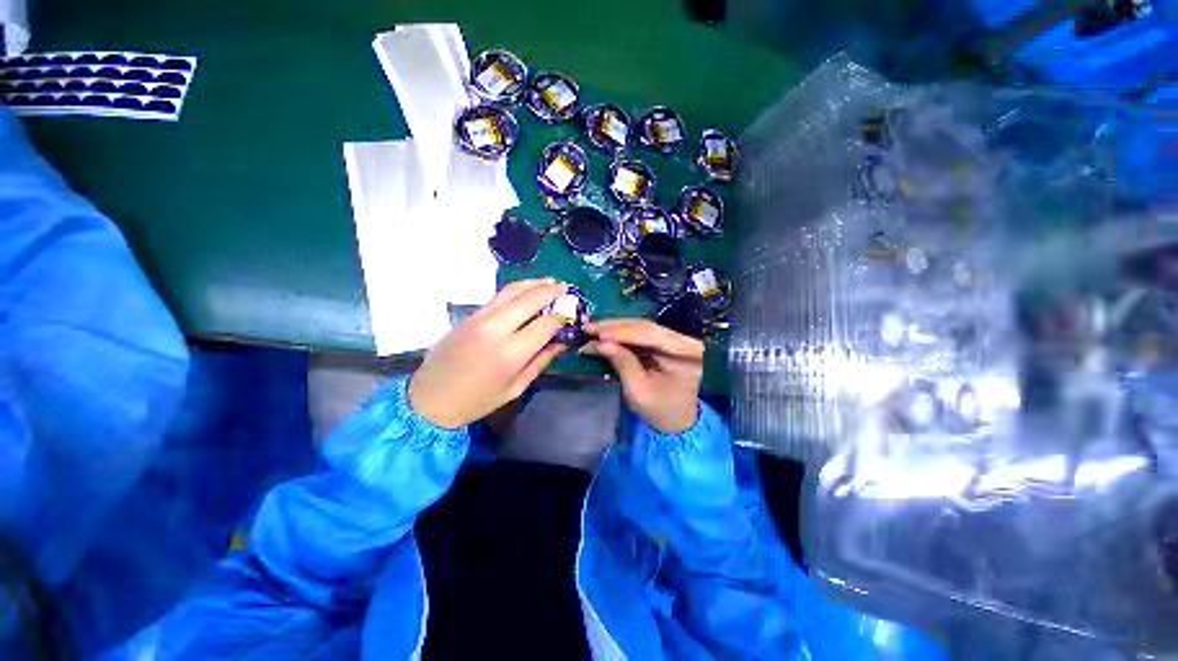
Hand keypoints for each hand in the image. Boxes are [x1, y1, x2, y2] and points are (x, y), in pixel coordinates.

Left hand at [408, 279, 568, 428]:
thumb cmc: (478, 400)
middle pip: (530, 299)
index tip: (569, 317)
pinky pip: (499, 296)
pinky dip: (518, 289)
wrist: (431, 398)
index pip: (545, 324)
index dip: (561, 318)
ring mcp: (481, 318)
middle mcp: (496, 328)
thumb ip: (541, 361)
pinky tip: (528, 291)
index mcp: (511, 353)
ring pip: (513, 290)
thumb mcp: (516, 387)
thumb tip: (561, 342)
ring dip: (535, 283)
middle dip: (552, 291)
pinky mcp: (471, 314)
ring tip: (551, 282)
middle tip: (566, 288)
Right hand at [583, 319, 703, 433]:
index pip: (651, 335)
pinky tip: (604, 335)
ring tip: (592, 330)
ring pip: (642, 327)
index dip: (623, 333)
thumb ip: (623, 363)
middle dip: (615, 327)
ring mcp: (675, 340)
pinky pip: (642, 333)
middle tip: (589, 328)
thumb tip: (601, 343)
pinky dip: (622, 334)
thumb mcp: (638, 391)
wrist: (678, 420)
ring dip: (616, 328)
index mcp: (686, 355)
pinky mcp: (666, 342)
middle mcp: (684, 341)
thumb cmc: (660, 410)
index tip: (598, 334)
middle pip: (646, 327)